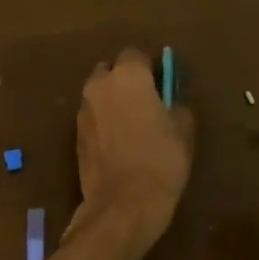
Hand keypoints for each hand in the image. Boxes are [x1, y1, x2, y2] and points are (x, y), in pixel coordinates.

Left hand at [72, 48, 194, 250]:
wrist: (122, 205)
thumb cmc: (160, 160)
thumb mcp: (183, 130)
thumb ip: (176, 105)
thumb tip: (170, 102)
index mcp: (127, 76)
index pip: (136, 54)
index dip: (150, 67)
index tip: (162, 83)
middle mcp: (99, 86)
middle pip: (110, 70)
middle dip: (125, 80)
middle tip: (145, 101)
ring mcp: (83, 111)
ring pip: (98, 94)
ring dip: (112, 101)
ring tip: (131, 124)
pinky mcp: (75, 136)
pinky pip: (92, 118)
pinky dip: (103, 122)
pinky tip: (118, 143)